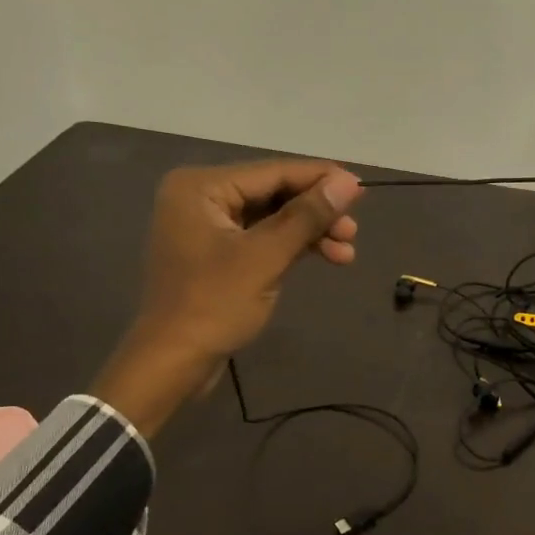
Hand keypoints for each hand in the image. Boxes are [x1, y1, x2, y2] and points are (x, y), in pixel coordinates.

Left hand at [90, 159, 363, 433]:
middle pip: (273, 193)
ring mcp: (208, 227)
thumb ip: (307, 216)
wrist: (172, 363)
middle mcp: (201, 197)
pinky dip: (292, 247)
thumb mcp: (265, 257)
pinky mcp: (217, 254)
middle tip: (354, 231)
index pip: (273, 172)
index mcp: (201, 187)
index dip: (321, 179)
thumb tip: (349, 183)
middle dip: (316, 212)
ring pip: (272, 218)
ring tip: (346, 253)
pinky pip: (262, 238)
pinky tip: (325, 256)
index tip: (362, 189)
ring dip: (310, 233)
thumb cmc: (214, 304)